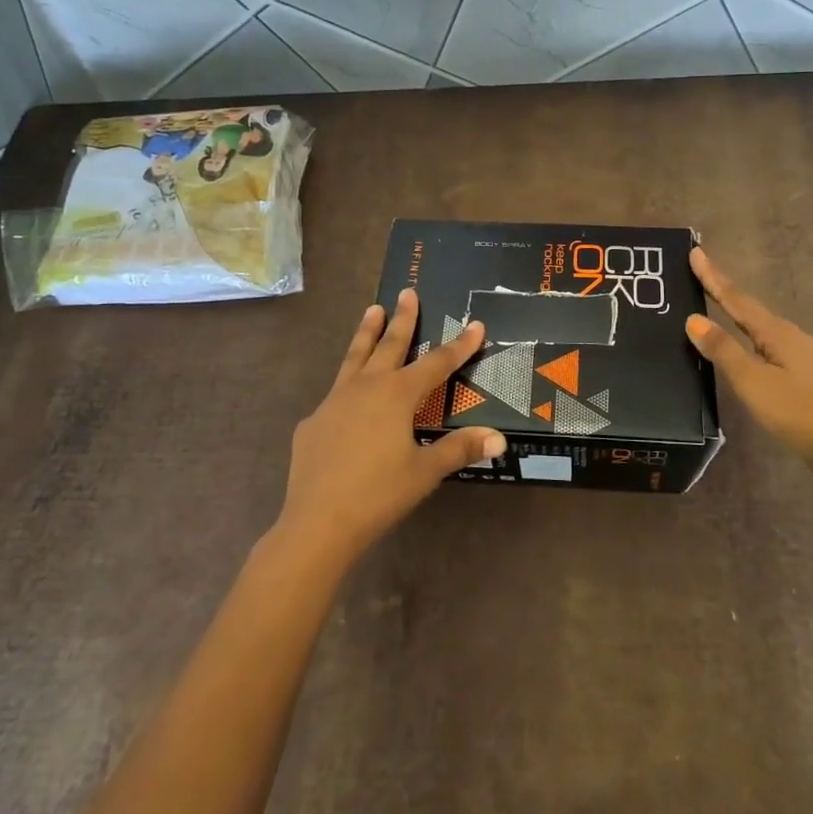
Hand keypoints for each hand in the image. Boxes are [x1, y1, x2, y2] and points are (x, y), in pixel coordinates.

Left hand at [276, 289, 505, 566]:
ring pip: (354, 358)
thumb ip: (459, 449)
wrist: (317, 523)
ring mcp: (334, 402)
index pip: (436, 363)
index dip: (459, 345)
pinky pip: (335, 397)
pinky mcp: (313, 422)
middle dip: (403, 319)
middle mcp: (365, 387)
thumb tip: (499, 438)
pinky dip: (346, 388)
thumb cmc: (378, 494)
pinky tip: (346, 400)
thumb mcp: (425, 472)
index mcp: (396, 395)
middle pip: (389, 345)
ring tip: (372, 309)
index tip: (475, 324)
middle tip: (407, 291)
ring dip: (366, 333)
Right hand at [685, 248, 812, 476]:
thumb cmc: (797, 412)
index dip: (713, 276)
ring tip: (713, 305)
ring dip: (735, 313)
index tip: (695, 251)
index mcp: (776, 332)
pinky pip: (766, 343)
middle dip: (722, 291)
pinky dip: (746, 335)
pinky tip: (743, 345)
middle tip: (698, 274)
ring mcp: (800, 354)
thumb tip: (693, 319)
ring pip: (758, 326)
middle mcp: (789, 335)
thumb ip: (723, 350)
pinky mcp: (803, 373)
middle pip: (748, 308)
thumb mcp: (752, 382)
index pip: (735, 297)